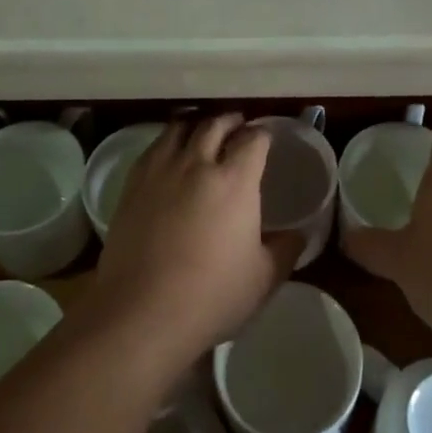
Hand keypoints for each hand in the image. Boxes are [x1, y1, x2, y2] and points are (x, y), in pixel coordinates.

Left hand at [92, 114, 303, 369]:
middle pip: (215, 123)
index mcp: (235, 180)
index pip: (253, 139)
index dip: (263, 135)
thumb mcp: (263, 279)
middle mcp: (198, 163)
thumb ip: (286, 250)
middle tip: (238, 126)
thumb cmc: (211, 296)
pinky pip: (154, 147)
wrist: (141, 312)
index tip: (266, 139)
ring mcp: (161, 170)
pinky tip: (170, 153)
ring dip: (197, 123)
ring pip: (180, 127)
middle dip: (231, 120)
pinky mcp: (133, 184)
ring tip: (203, 130)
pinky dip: (168, 140)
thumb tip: (299, 234)